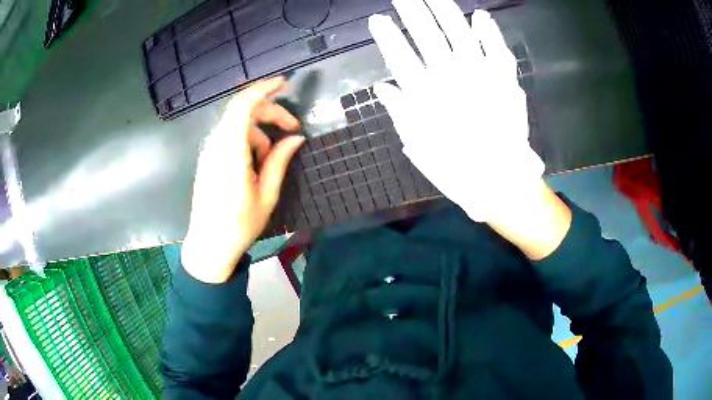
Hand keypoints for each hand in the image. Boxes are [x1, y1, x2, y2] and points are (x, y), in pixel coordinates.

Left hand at [182, 77, 304, 283]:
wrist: (208, 245)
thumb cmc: (239, 225)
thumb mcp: (266, 196)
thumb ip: (280, 161)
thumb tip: (296, 138)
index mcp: (231, 154)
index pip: (242, 107)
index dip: (263, 89)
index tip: (284, 84)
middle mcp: (216, 146)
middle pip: (243, 111)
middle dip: (271, 113)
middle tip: (293, 129)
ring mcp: (209, 152)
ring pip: (237, 124)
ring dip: (259, 131)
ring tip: (271, 157)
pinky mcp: (208, 158)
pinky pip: (229, 137)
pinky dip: (247, 140)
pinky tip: (255, 162)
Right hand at [368, 0, 543, 222]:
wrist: (501, 183)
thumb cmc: (456, 170)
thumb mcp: (419, 146)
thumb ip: (401, 113)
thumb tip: (383, 87)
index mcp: (427, 95)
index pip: (401, 56)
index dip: (388, 36)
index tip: (377, 18)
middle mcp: (452, 78)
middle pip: (428, 35)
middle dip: (412, 11)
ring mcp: (483, 76)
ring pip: (460, 33)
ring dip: (444, 11)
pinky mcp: (506, 81)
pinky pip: (498, 49)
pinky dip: (489, 31)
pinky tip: (479, 14)